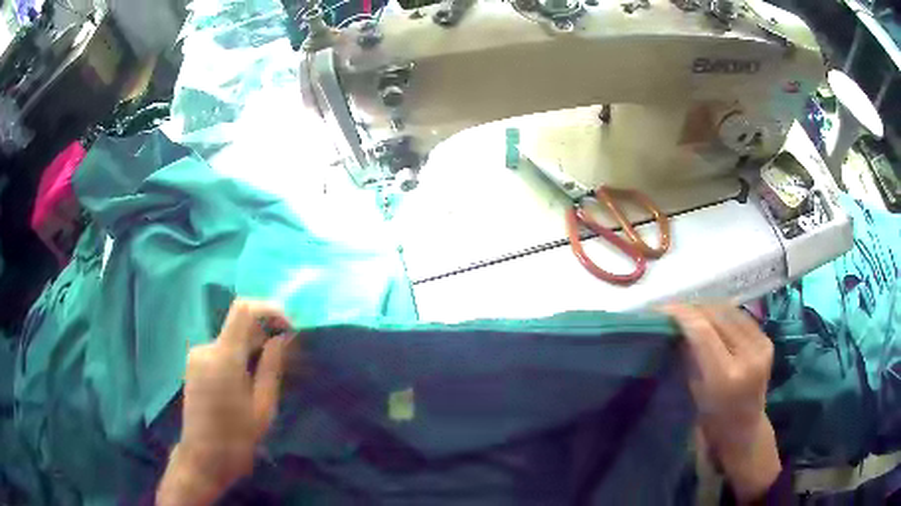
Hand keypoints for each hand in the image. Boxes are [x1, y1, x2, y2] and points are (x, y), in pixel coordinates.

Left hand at [157, 300, 293, 505]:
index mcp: (223, 357)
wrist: (203, 457)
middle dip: (264, 334)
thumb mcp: (263, 406)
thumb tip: (282, 337)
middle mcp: (206, 348)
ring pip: (231, 339)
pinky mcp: (193, 365)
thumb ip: (271, 366)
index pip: (244, 309)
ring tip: (268, 375)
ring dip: (252, 348)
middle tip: (286, 357)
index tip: (288, 327)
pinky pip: (221, 350)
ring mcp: (197, 356)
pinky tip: (248, 381)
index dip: (269, 309)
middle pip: (239, 325)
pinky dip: (238, 356)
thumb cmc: (237, 438)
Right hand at [661, 304, 780, 502]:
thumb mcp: (694, 390)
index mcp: (726, 376)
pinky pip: (741, 317)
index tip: (662, 308)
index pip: (703, 332)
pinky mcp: (767, 341)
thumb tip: (675, 325)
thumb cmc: (713, 420)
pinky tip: (711, 316)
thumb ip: (689, 355)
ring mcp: (761, 346)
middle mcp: (748, 356)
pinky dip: (723, 313)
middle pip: (717, 317)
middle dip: (694, 309)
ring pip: (730, 312)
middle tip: (674, 307)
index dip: (683, 315)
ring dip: (708, 307)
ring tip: (691, 310)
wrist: (744, 429)